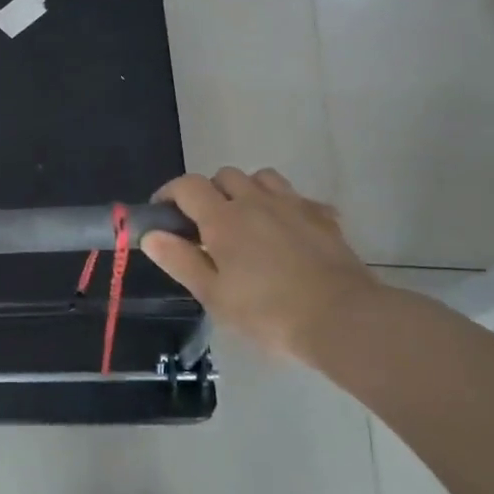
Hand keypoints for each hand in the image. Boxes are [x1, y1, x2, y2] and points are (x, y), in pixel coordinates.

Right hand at [140, 168, 381, 361]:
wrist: (342, 318)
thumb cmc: (268, 312)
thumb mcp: (214, 295)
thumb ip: (180, 260)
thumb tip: (151, 234)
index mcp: (223, 218)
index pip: (187, 186)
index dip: (169, 194)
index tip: (163, 214)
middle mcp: (255, 201)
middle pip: (224, 175)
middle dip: (209, 192)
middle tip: (206, 226)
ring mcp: (292, 205)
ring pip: (262, 178)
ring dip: (247, 191)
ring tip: (247, 221)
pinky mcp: (323, 217)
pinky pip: (297, 197)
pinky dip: (284, 206)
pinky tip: (287, 231)